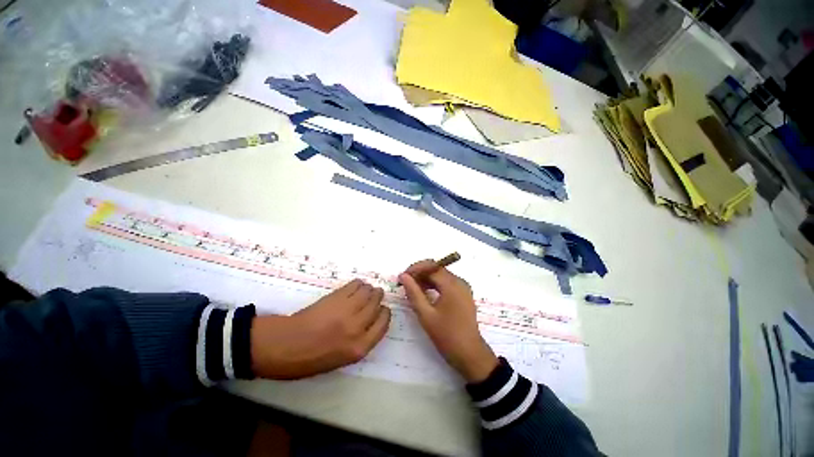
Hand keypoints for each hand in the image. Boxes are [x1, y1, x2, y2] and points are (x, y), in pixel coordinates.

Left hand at [250, 279, 390, 379]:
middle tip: (375, 294)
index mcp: (359, 347)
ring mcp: (347, 310)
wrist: (284, 346)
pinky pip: (355, 285)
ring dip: (370, 289)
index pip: (383, 324)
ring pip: (368, 292)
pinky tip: (356, 285)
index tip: (382, 309)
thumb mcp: (342, 359)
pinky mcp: (336, 297)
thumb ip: (361, 341)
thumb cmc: (311, 359)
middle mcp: (357, 327)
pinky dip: (359, 283)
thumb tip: (370, 322)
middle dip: (378, 298)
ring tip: (366, 289)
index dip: (385, 314)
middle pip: (377, 305)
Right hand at [399, 260, 497, 382]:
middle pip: (437, 269)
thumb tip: (403, 276)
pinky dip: (435, 285)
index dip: (415, 269)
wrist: (470, 355)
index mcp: (452, 284)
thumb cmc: (447, 335)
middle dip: (420, 273)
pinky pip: (447, 283)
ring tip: (412, 288)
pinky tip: (425, 293)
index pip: (431, 267)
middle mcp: (459, 282)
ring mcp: (463, 288)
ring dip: (426, 279)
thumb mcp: (426, 314)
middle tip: (405, 283)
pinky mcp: (463, 294)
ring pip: (441, 275)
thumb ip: (413, 292)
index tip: (402, 277)